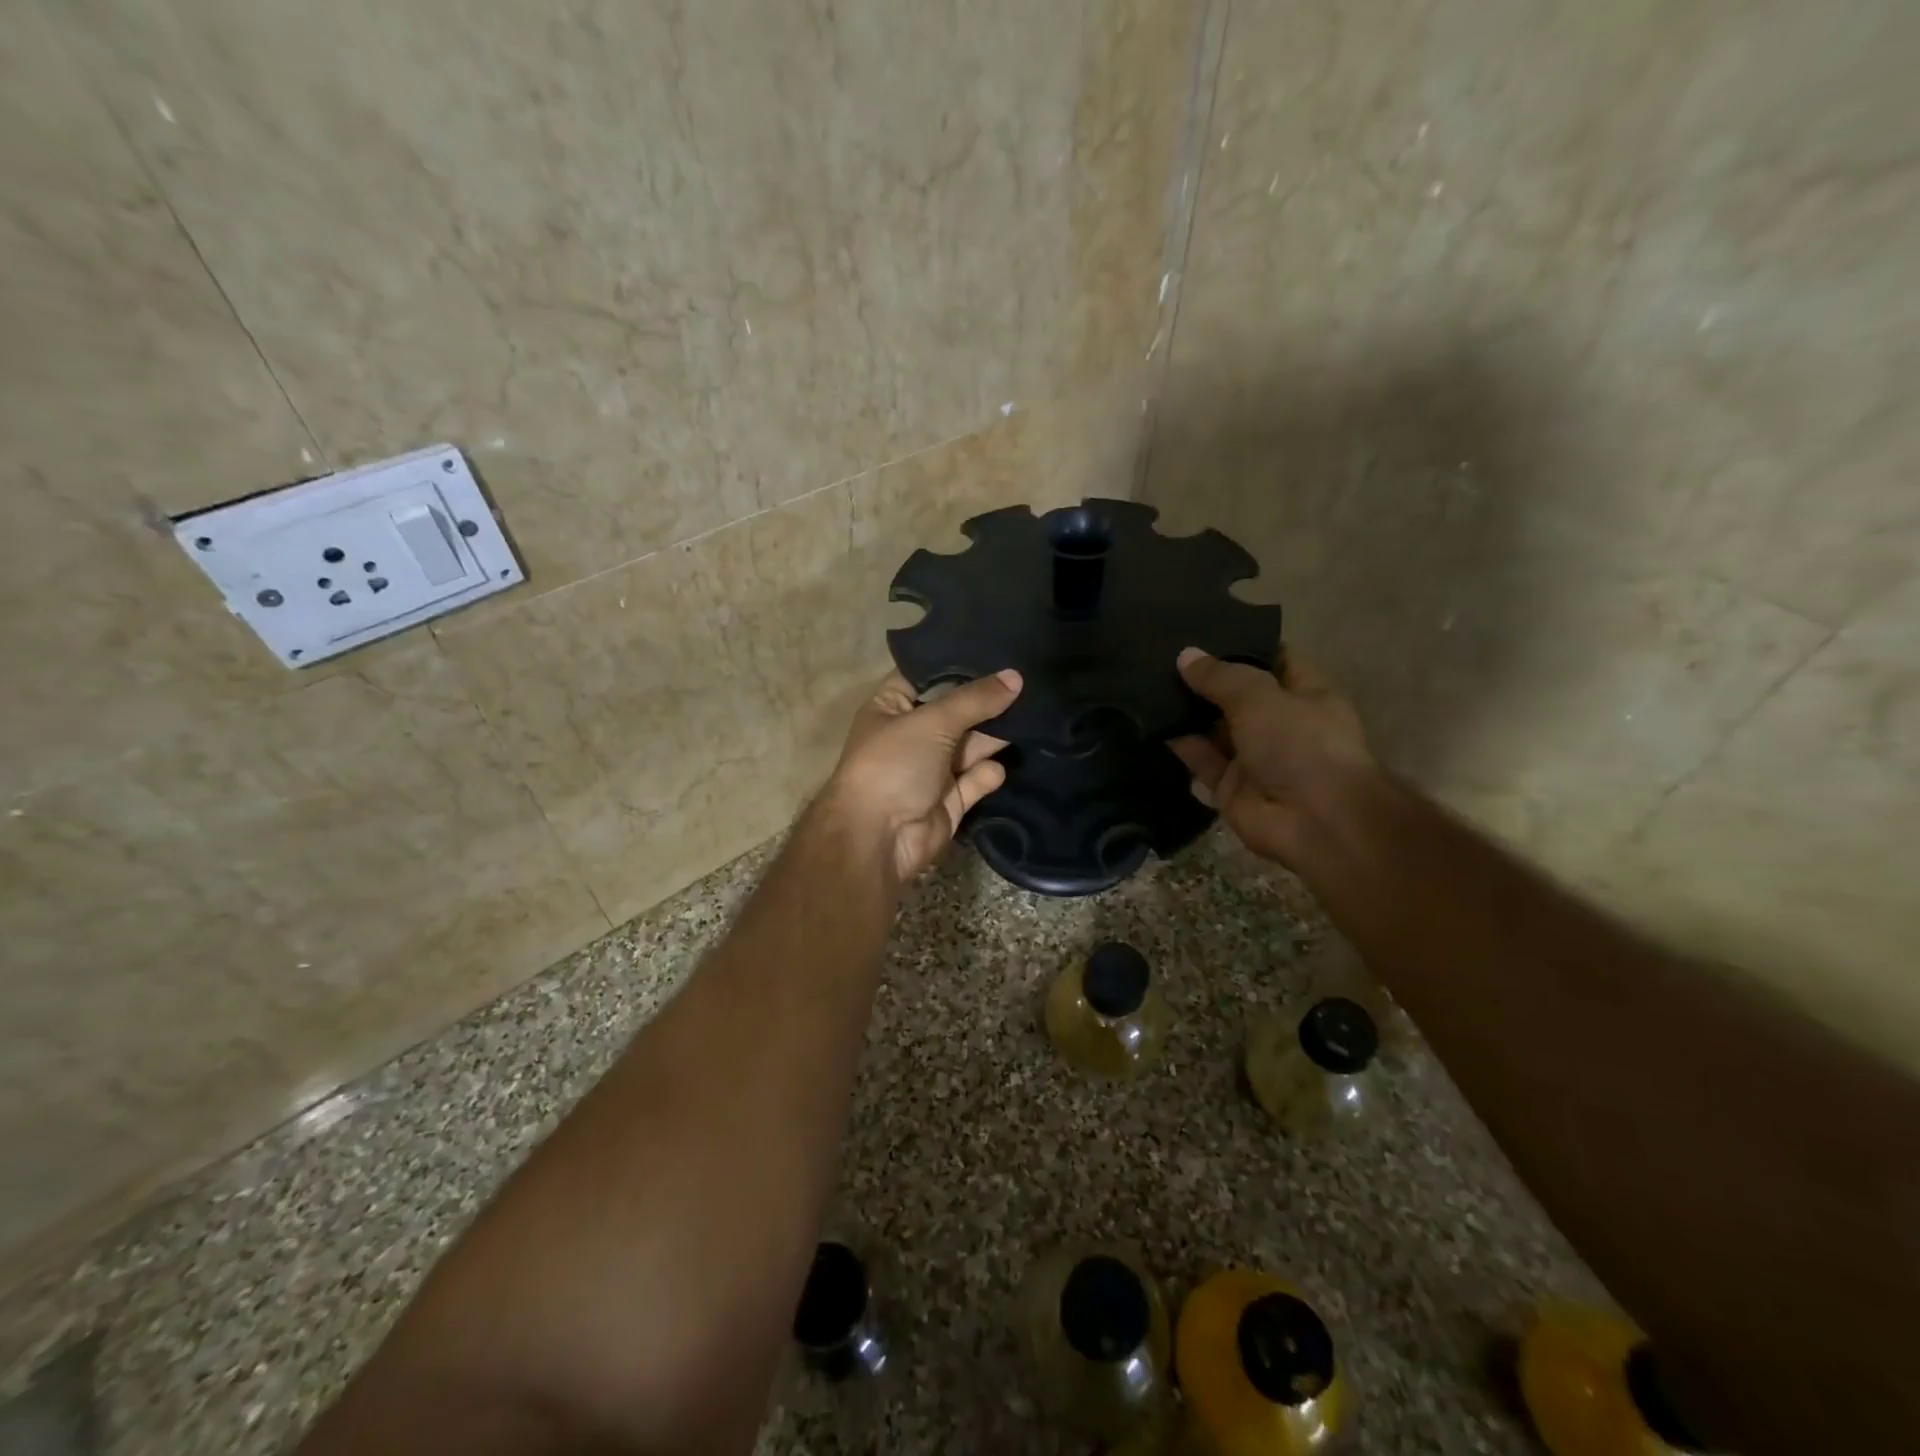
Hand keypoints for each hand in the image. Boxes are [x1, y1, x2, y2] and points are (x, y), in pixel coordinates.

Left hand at [820, 669, 1021, 886]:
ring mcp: (931, 769)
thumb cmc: (893, 764)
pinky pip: (976, 778)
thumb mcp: (933, 721)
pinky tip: (999, 766)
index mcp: (891, 707)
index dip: (957, 663)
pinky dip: (988, 773)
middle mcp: (912, 735)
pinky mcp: (950, 800)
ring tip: (1036, 715)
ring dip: (995, 735)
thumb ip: (976, 699)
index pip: (925, 675)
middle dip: (987, 700)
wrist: (878, 838)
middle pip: (956, 710)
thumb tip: (1016, 677)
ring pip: (971, 744)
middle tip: (1030, 681)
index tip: (997, 648)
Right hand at [1169, 647, 1378, 866]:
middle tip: (1162, 652)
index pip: (1275, 659)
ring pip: (1214, 727)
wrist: (1313, 821)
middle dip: (1205, 677)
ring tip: (1148, 680)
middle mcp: (1280, 724)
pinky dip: (1180, 743)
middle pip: (1238, 695)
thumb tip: (1186, 655)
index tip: (1205, 628)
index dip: (1244, 644)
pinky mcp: (1229, 786)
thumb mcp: (1260, 696)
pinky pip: (1200, 759)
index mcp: (1306, 695)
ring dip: (1187, 709)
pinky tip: (1151, 720)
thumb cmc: (1300, 743)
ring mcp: (1254, 757)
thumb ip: (1220, 676)